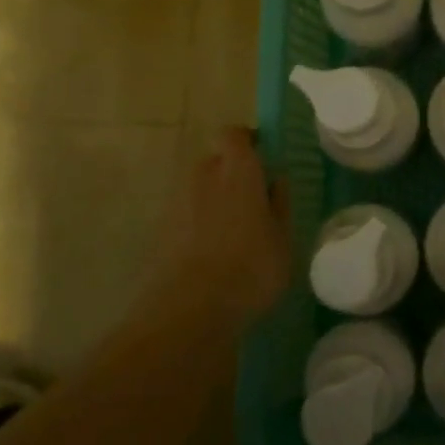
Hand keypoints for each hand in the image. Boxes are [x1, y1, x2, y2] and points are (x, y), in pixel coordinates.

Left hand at [153, 127, 291, 327]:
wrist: (188, 310)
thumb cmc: (250, 268)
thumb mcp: (283, 238)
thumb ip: (280, 204)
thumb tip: (276, 181)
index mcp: (237, 170)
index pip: (234, 134)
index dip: (248, 141)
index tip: (264, 158)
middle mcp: (203, 175)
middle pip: (216, 160)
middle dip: (233, 173)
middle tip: (254, 200)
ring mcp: (177, 201)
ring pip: (200, 188)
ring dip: (216, 199)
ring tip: (235, 231)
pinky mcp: (161, 229)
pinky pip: (187, 213)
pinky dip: (199, 222)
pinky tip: (215, 251)